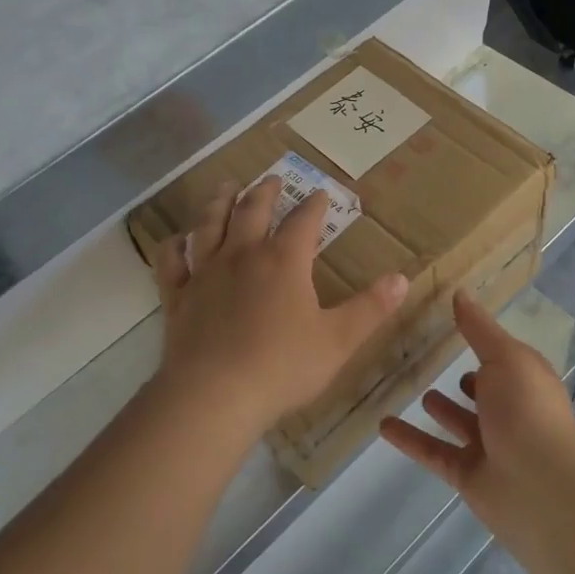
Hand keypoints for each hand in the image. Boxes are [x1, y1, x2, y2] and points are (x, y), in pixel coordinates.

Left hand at [154, 176, 408, 440]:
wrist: (214, 394)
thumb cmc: (282, 367)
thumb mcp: (338, 340)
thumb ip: (370, 308)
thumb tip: (402, 278)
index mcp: (283, 261)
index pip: (304, 221)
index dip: (315, 205)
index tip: (322, 193)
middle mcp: (243, 254)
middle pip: (253, 210)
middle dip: (265, 191)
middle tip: (272, 179)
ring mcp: (205, 271)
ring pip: (211, 224)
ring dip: (220, 202)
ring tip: (227, 187)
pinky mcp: (178, 295)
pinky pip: (172, 261)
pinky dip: (174, 246)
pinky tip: (177, 239)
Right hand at [380, 293, 574, 530]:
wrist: (540, 487)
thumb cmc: (526, 408)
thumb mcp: (504, 356)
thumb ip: (478, 328)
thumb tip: (460, 292)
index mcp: (524, 381)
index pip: (502, 357)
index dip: (482, 341)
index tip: (452, 322)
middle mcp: (510, 411)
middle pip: (483, 392)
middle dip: (466, 380)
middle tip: (430, 357)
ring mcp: (489, 446)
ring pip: (459, 422)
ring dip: (441, 408)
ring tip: (415, 388)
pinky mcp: (467, 475)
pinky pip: (433, 451)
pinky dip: (410, 439)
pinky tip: (383, 424)